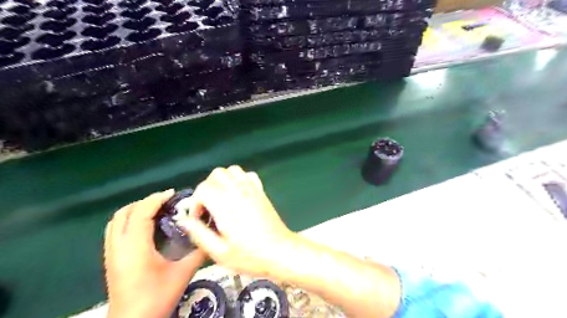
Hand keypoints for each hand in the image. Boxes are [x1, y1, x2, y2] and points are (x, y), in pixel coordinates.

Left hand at [104, 190, 206, 317]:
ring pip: (116, 221)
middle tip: (166, 202)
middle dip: (145, 202)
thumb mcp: (182, 274)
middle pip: (124, 213)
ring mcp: (111, 253)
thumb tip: (212, 236)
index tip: (173, 194)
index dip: (156, 199)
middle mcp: (118, 247)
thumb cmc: (156, 298)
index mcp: (135, 248)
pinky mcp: (111, 259)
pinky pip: (115, 230)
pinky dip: (129, 221)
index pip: (141, 213)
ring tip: (156, 210)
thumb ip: (198, 253)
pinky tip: (146, 227)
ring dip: (136, 210)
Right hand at [181, 167, 296, 277]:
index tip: (199, 219)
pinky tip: (238, 194)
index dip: (196, 203)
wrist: (280, 251)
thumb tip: (184, 221)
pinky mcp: (261, 191)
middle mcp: (238, 191)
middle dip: (207, 188)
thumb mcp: (219, 252)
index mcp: (226, 205)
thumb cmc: (250, 255)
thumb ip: (199, 234)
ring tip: (221, 199)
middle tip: (208, 208)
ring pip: (232, 170)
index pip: (203, 188)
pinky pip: (248, 175)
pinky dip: (239, 179)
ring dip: (222, 181)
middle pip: (216, 174)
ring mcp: (252, 189)